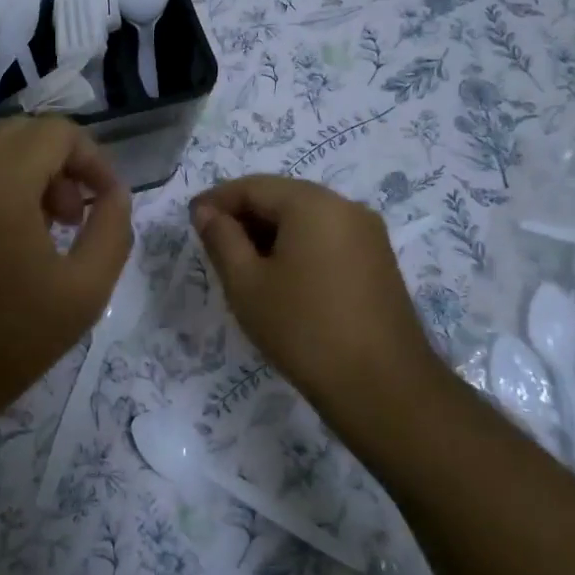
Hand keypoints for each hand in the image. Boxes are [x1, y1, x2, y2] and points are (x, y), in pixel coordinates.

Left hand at [0, 116, 132, 446]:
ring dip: (31, 172)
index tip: (107, 201)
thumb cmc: (9, 338)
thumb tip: (114, 194)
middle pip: (23, 132)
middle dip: (61, 161)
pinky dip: (1, 185)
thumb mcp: (85, 290)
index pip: (56, 131)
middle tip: (76, 214)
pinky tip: (12, 238)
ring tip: (49, 228)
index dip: (93, 158)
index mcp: (1, 180)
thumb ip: (112, 229)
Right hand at [191, 176, 446, 419]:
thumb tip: (205, 211)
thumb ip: (221, 238)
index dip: (216, 201)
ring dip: (269, 233)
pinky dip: (296, 247)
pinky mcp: (377, 261)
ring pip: (304, 219)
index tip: (191, 222)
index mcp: (312, 203)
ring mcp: (367, 234)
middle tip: (212, 246)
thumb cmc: (303, 329)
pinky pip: (326, 238)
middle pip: (281, 197)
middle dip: (243, 216)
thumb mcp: (246, 283)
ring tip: (242, 266)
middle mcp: (345, 206)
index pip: (252, 186)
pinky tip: (279, 278)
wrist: (383, 388)